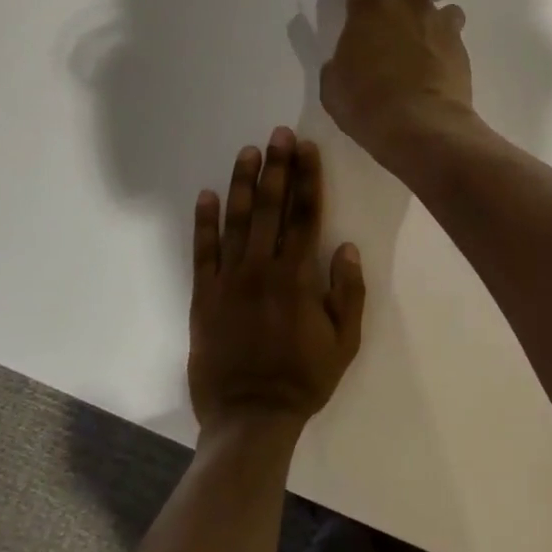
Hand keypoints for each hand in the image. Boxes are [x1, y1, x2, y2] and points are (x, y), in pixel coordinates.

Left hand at [189, 128, 365, 433]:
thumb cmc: (304, 379)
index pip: (305, 215)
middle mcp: (262, 269)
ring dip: (243, 183)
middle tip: (279, 134)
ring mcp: (229, 280)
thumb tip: (346, 246)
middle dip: (277, 167)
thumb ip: (349, 292)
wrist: (250, 417)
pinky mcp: (203, 296)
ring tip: (248, 152)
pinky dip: (203, 222)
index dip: (307, 178)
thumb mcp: (345, 342)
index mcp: (298, 277)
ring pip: (236, 221)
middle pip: (270, 208)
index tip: (307, 148)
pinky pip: (202, 252)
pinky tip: (206, 195)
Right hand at [321, 0, 475, 164]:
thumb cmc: (366, 104)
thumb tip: (346, 61)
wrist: (422, 128)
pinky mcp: (461, 52)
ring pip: (445, 3)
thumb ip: (340, 63)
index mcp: (371, 8)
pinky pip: (453, 37)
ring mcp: (440, 27)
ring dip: (432, 12)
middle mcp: (409, 7)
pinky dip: (442, 45)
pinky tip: (434, 66)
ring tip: (423, 33)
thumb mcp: (334, 85)